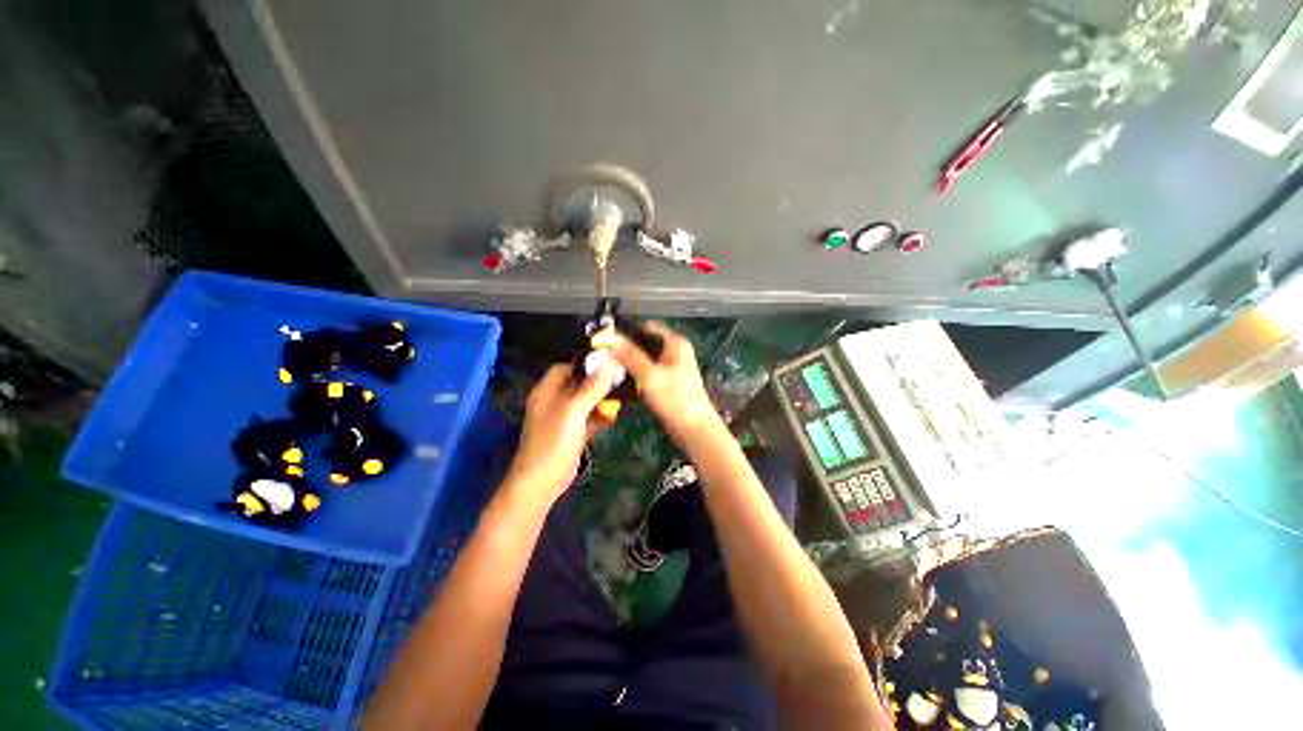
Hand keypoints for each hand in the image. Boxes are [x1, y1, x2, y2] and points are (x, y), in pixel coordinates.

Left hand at [508, 363, 616, 501]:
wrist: (541, 482)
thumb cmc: (553, 442)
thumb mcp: (574, 411)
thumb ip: (592, 388)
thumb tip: (610, 363)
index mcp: (547, 391)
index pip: (565, 368)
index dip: (585, 365)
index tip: (607, 365)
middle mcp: (554, 401)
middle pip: (578, 384)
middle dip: (598, 384)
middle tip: (619, 382)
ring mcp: (563, 419)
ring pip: (585, 402)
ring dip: (601, 400)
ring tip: (620, 399)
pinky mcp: (571, 434)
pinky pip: (587, 419)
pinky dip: (599, 417)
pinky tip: (613, 418)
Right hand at [611, 322, 722, 444]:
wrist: (694, 429)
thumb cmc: (675, 398)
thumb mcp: (650, 375)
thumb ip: (630, 355)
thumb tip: (610, 337)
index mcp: (675, 342)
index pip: (646, 327)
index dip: (627, 331)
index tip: (606, 340)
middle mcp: (675, 351)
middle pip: (645, 343)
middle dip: (626, 349)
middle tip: (603, 356)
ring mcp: (673, 367)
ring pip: (645, 358)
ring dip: (630, 363)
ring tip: (607, 368)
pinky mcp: (669, 381)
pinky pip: (649, 372)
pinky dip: (637, 374)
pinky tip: (622, 380)